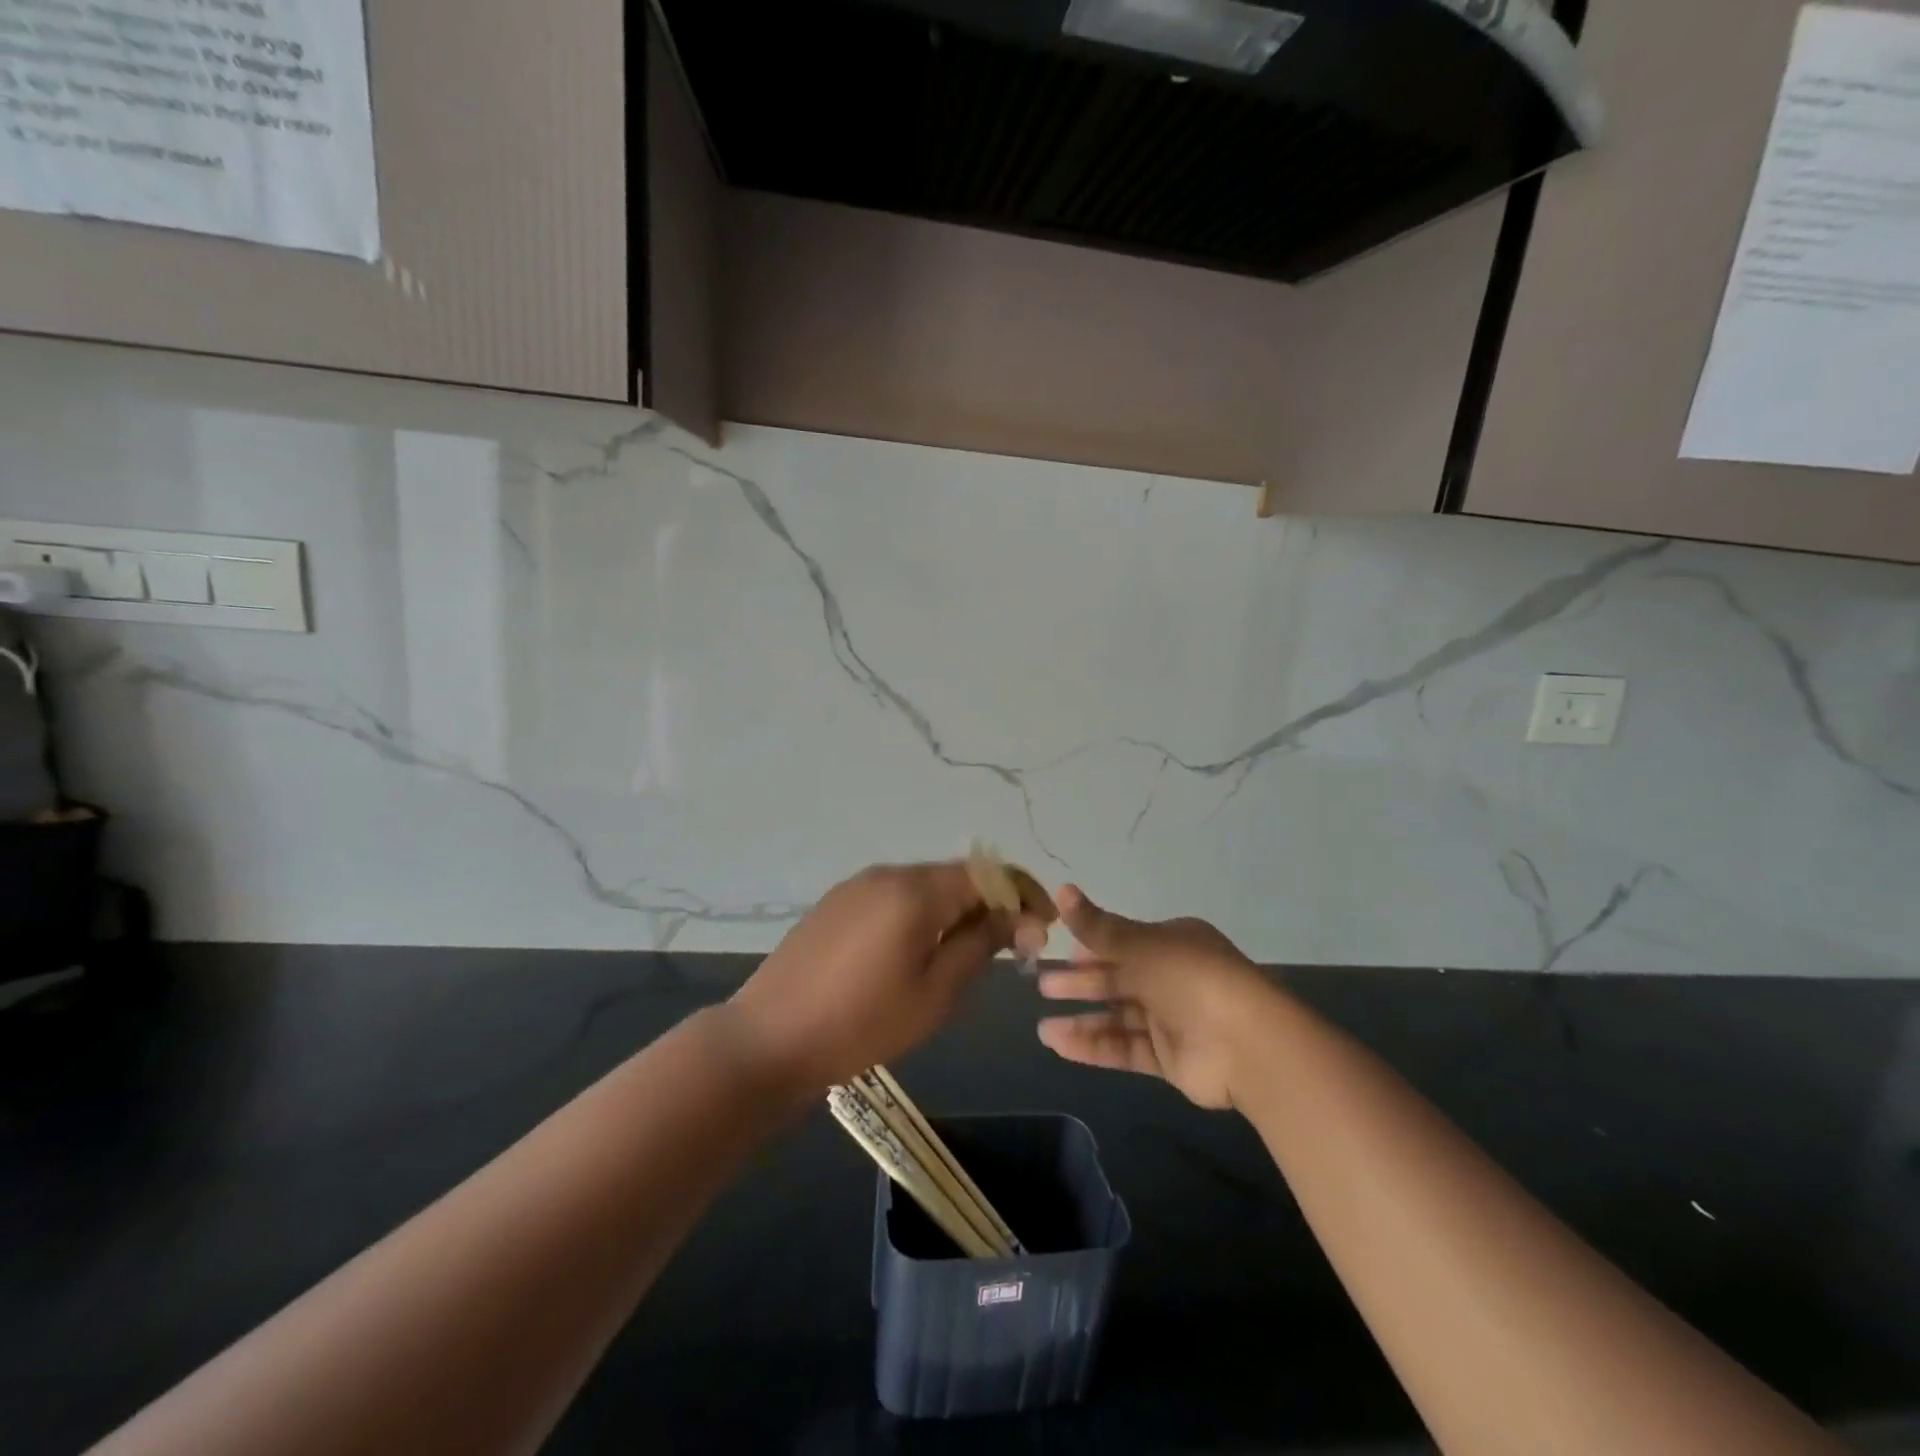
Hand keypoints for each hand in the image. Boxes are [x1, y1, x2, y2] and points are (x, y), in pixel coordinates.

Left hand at [726, 862, 1049, 1094]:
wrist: (770, 1038)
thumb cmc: (863, 1023)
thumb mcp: (936, 992)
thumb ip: (981, 943)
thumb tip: (1016, 917)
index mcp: (916, 890)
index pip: (987, 873)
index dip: (1023, 893)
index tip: (1044, 926)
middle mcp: (888, 873)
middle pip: (956, 876)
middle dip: (991, 902)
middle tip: (1013, 945)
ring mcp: (857, 885)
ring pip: (925, 886)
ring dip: (957, 909)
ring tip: (971, 950)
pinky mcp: (836, 903)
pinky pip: (895, 897)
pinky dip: (923, 913)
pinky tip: (921, 948)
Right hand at [1037, 886, 1270, 1109]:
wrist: (1246, 1044)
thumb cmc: (1190, 978)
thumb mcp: (1139, 945)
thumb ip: (1097, 927)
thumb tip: (1061, 889)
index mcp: (1172, 943)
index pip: (1125, 942)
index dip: (1092, 947)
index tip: (1060, 953)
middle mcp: (1173, 977)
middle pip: (1118, 979)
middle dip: (1081, 983)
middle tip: (1043, 986)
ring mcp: (1173, 1020)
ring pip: (1119, 1017)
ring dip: (1082, 1020)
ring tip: (1042, 1028)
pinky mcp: (1171, 1058)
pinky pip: (1126, 1048)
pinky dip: (1095, 1046)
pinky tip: (1060, 1045)